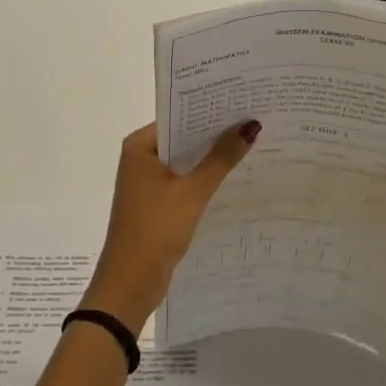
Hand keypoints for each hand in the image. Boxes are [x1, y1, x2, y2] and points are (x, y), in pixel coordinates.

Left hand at [82, 120, 259, 333]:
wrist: (130, 283)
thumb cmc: (156, 229)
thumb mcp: (192, 191)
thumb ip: (221, 158)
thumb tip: (250, 126)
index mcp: (140, 145)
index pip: (178, 117)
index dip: (209, 110)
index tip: (243, 101)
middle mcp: (140, 157)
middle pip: (183, 137)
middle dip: (215, 133)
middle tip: (255, 119)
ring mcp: (147, 181)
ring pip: (185, 160)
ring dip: (211, 157)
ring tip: (252, 142)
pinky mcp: (156, 203)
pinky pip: (184, 180)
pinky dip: (204, 178)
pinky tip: (233, 175)